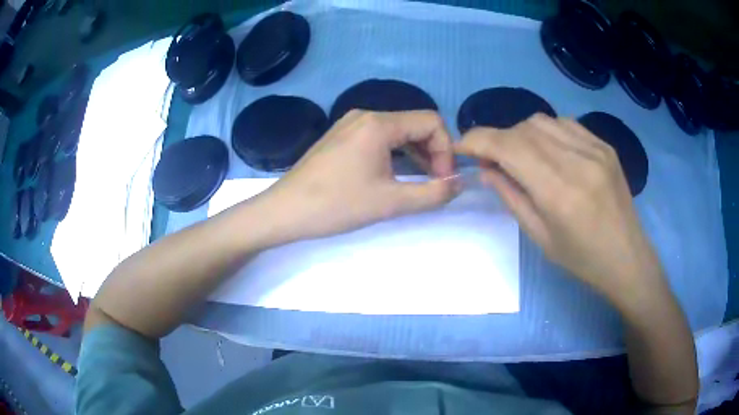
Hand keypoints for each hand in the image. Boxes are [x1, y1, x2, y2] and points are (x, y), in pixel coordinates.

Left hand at [258, 110, 457, 242]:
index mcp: (379, 124)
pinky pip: (379, 137)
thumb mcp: (390, 202)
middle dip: (433, 152)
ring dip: (415, 154)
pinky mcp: (341, 136)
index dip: (446, 150)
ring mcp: (350, 124)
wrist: (284, 211)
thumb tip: (459, 183)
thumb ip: (432, 193)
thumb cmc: (336, 205)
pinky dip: (395, 153)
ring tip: (420, 182)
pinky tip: (395, 175)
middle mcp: (365, 115)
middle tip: (435, 183)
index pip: (431, 122)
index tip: (442, 180)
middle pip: (415, 124)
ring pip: (397, 131)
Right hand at [455, 114, 661, 301]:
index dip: (478, 140)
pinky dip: (546, 132)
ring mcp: (594, 149)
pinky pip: (564, 124)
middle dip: (498, 140)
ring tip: (521, 156)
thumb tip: (485, 169)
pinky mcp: (604, 146)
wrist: (627, 257)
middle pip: (523, 129)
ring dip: (521, 134)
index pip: (508, 147)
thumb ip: (511, 197)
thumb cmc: (582, 259)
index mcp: (559, 192)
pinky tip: (548, 151)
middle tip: (493, 161)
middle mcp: (577, 161)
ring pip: (542, 121)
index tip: (461, 146)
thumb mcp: (540, 237)